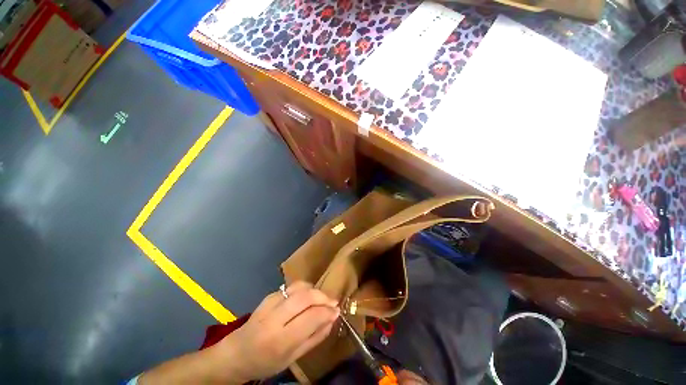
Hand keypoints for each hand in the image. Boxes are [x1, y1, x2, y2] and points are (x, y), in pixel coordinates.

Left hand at [219, 281, 339, 381]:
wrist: (236, 353)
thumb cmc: (265, 362)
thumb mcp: (292, 358)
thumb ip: (314, 337)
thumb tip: (332, 319)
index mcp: (280, 340)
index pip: (311, 317)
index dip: (327, 311)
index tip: (337, 311)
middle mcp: (274, 318)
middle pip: (305, 297)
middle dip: (323, 297)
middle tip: (332, 302)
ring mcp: (270, 303)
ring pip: (298, 287)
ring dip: (314, 290)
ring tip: (322, 299)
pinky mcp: (268, 295)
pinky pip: (291, 287)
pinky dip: (304, 289)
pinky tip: (307, 297)